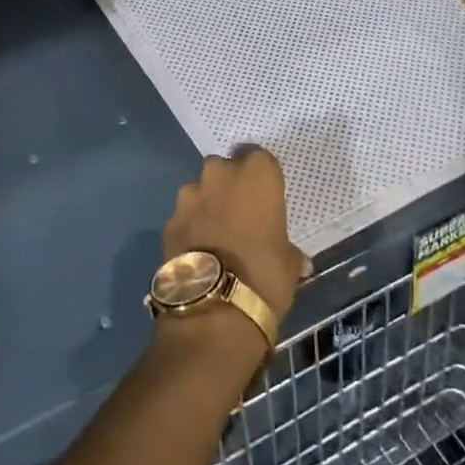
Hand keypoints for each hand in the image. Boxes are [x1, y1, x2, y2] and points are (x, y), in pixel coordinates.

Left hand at [162, 148, 308, 322]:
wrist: (213, 307)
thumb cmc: (264, 276)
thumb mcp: (289, 264)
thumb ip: (289, 251)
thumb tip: (296, 259)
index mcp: (257, 176)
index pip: (260, 158)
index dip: (261, 176)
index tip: (265, 195)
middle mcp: (220, 175)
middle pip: (224, 167)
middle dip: (229, 183)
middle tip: (240, 211)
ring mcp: (189, 196)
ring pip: (199, 188)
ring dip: (206, 203)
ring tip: (215, 232)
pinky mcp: (168, 220)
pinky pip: (183, 215)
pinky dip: (190, 226)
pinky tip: (198, 249)